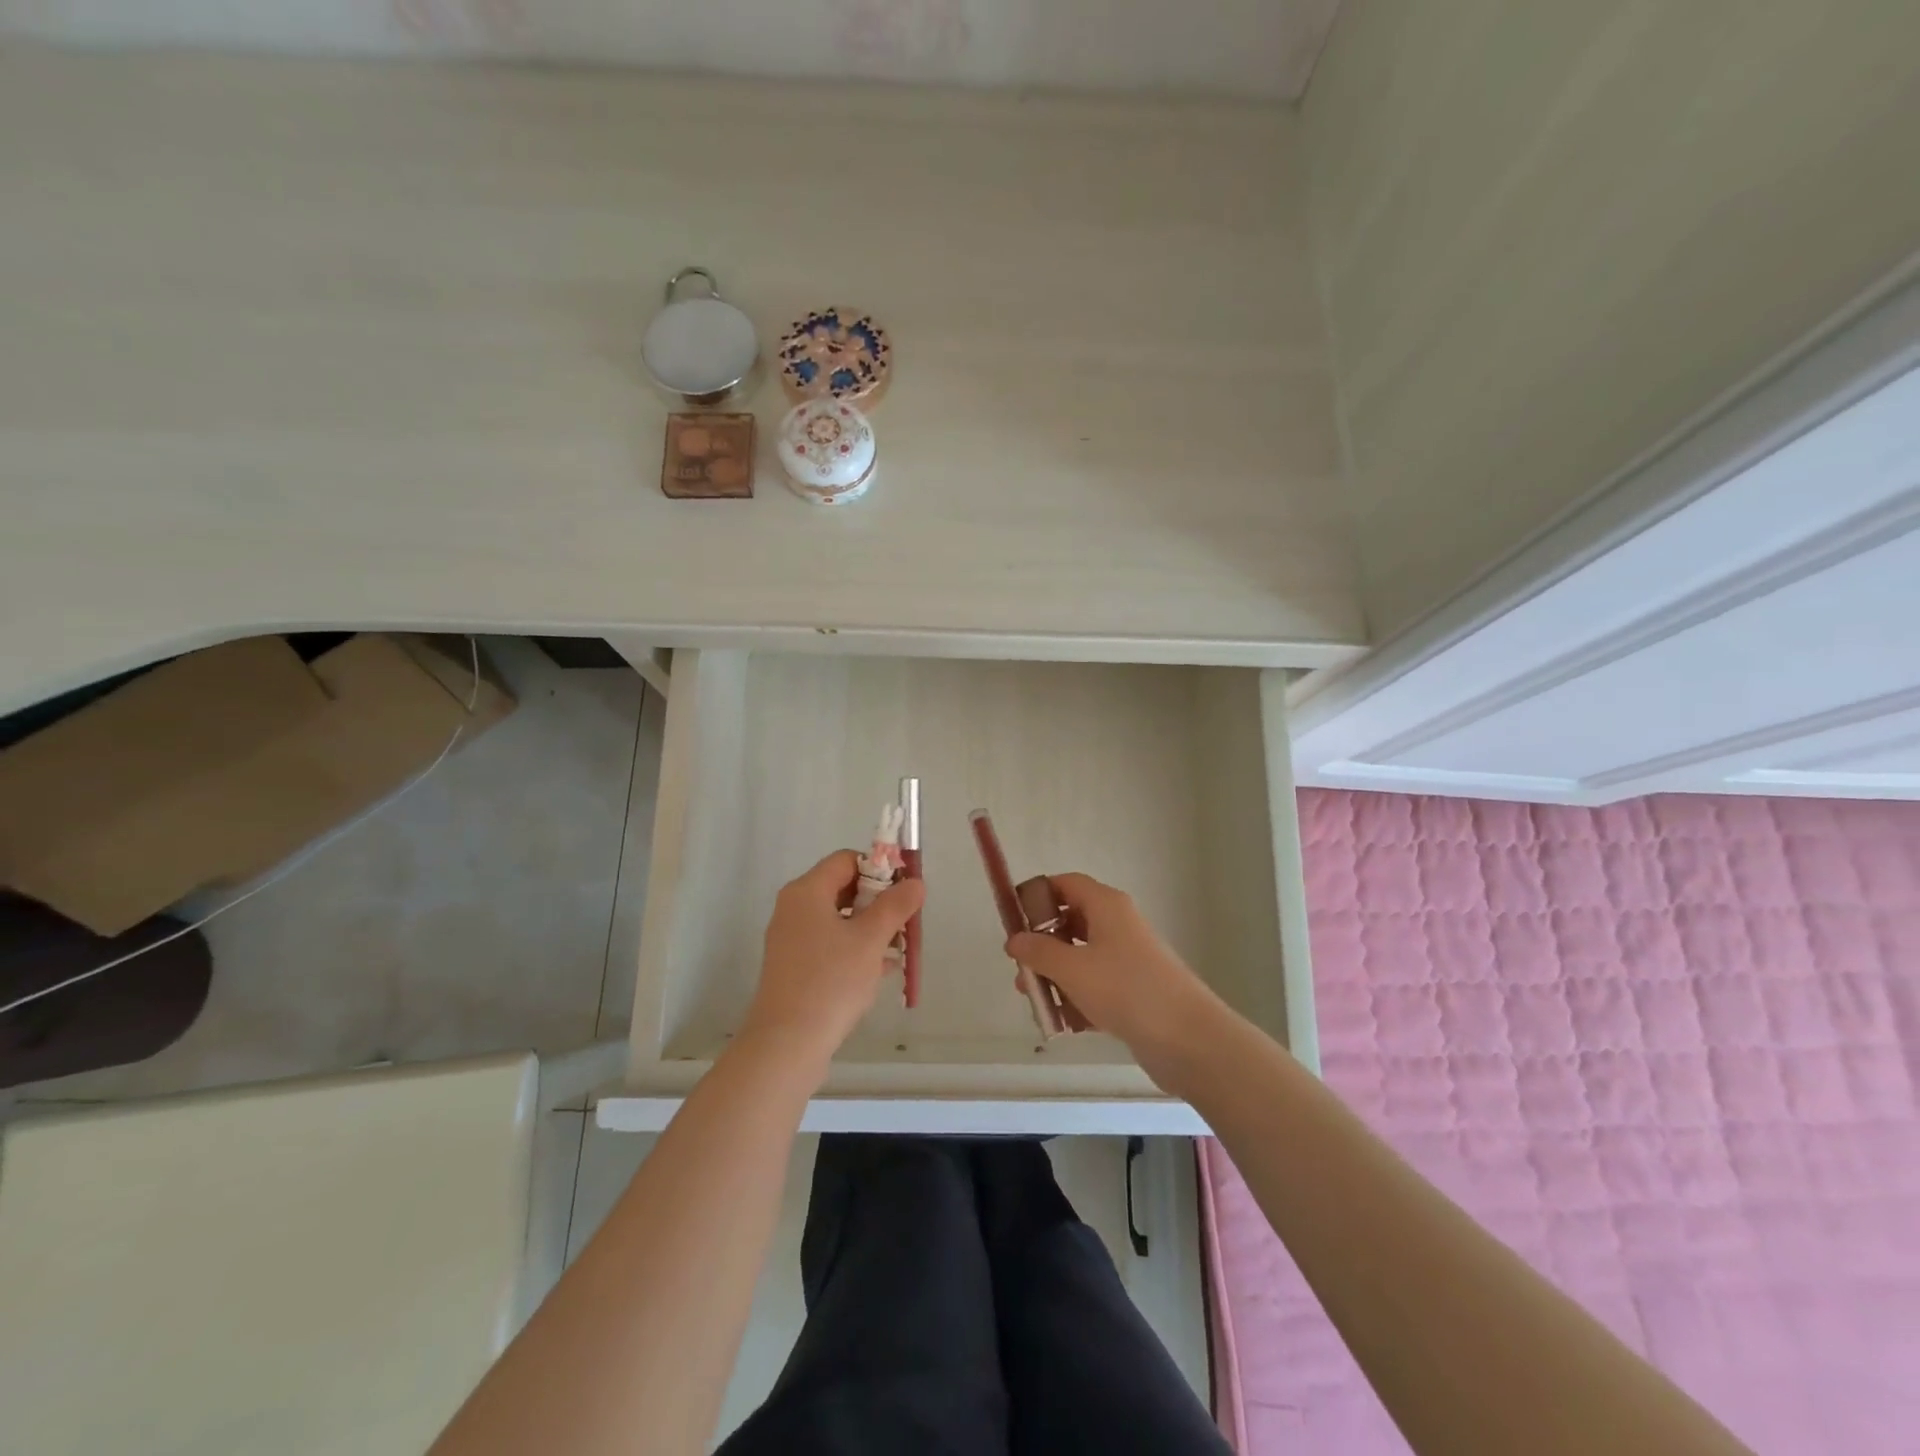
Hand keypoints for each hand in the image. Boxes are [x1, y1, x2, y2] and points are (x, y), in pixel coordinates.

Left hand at [741, 850, 924, 1071]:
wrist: (787, 1044)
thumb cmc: (830, 981)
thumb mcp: (870, 939)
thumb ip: (895, 906)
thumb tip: (916, 883)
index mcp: (807, 891)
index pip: (847, 860)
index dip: (879, 869)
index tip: (905, 892)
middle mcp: (794, 908)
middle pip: (844, 888)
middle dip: (879, 903)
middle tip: (905, 923)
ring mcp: (792, 940)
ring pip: (839, 920)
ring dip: (871, 929)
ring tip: (899, 950)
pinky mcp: (795, 967)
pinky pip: (831, 945)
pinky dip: (856, 950)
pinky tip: (881, 971)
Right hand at [1005, 873, 1228, 1090]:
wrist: (1188, 1039)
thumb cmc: (1126, 989)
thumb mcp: (1072, 968)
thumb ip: (1038, 952)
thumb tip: (1014, 939)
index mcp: (1106, 906)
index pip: (1066, 884)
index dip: (1038, 895)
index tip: (1013, 919)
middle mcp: (1118, 925)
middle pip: (1070, 922)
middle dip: (1042, 945)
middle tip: (1020, 970)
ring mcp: (1128, 959)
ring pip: (1081, 958)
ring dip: (1055, 976)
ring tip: (1036, 1002)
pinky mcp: (1134, 991)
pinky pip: (1096, 986)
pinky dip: (1077, 999)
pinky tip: (1061, 1023)